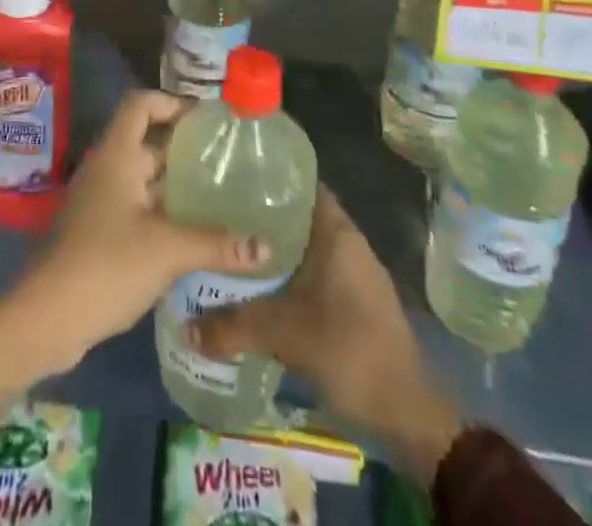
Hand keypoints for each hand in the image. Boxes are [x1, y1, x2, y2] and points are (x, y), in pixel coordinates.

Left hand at [0, 90, 266, 405]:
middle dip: (185, 149)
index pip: (141, 104)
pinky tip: (198, 236)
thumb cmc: (107, 263)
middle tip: (229, 160)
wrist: (48, 317)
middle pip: (148, 143)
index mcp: (117, 155)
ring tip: (223, 197)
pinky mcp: (101, 233)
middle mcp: (108, 169)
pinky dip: (166, 215)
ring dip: (178, 187)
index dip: (172, 102)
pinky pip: (139, 210)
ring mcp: (102, 202)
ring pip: (145, 181)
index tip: (207, 118)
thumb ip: (216, 244)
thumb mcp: (167, 250)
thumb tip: (266, 247)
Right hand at [190, 188, 460, 476]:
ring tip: (228, 250)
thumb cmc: (349, 350)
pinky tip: (256, 288)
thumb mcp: (284, 334)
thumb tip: (184, 326)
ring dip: (271, 250)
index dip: (266, 177)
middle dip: (259, 216)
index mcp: (336, 231)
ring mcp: (353, 273)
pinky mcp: (353, 302)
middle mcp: (346, 242)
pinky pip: (311, 273)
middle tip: (217, 216)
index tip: (229, 177)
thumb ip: (233, 325)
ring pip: (302, 247)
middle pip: (296, 215)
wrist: (407, 415)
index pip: (298, 183)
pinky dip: (285, 275)